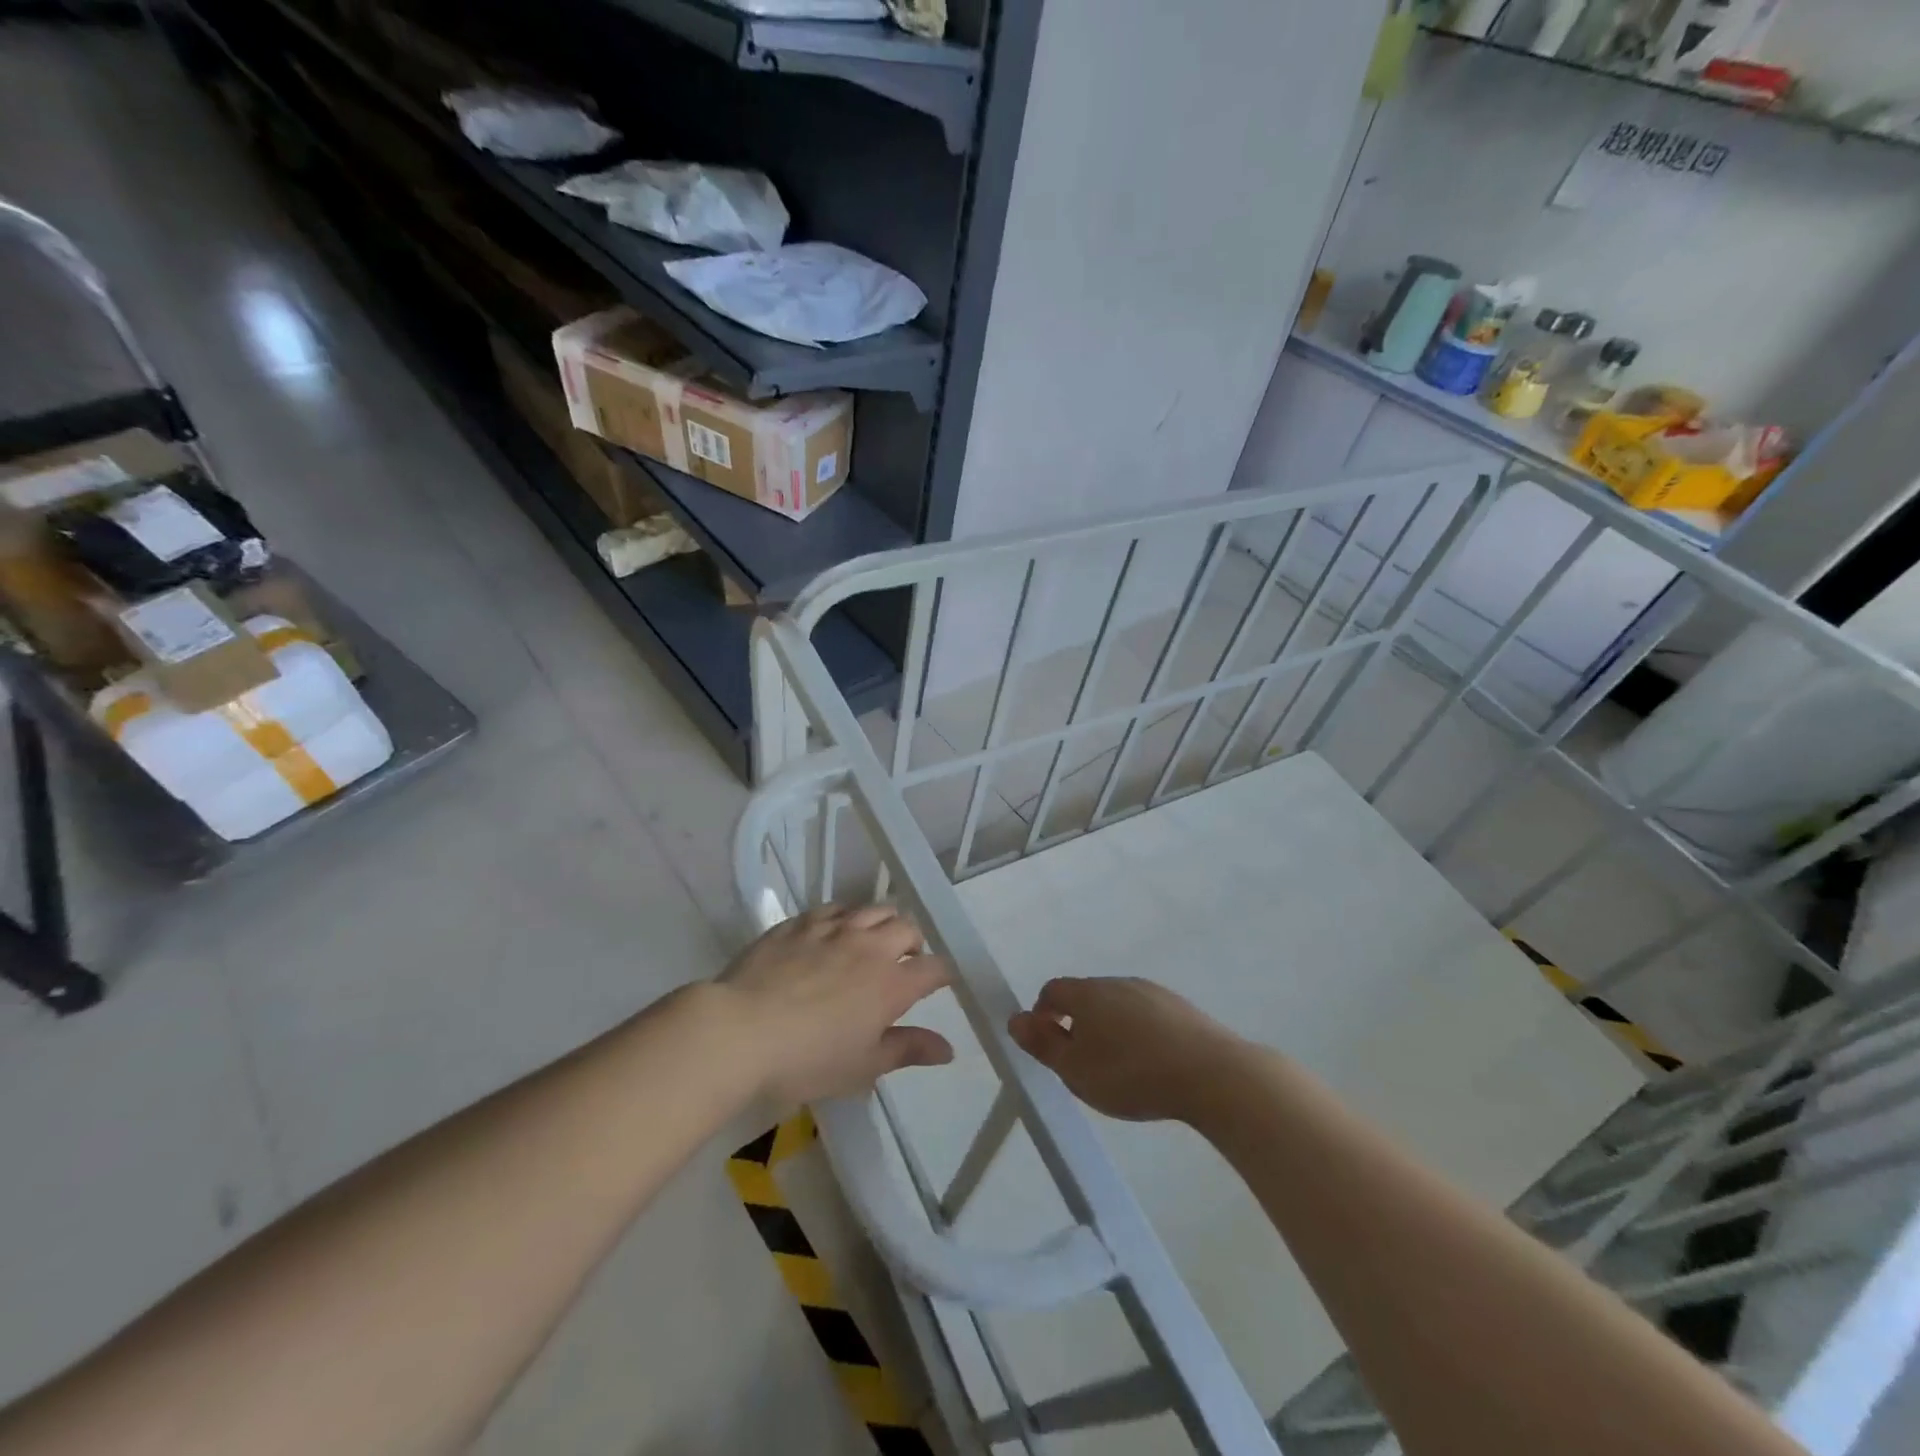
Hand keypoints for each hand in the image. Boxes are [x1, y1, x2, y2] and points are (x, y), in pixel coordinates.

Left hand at [719, 905, 953, 1107]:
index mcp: (891, 983)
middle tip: (905, 961)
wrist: (740, 1031)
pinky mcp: (800, 922)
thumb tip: (948, 1048)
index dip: (943, 974)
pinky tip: (836, 930)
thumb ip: (907, 1050)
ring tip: (874, 940)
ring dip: (883, 922)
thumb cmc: (806, 1059)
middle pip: (907, 928)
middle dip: (914, 942)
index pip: (933, 968)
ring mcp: (833, 928)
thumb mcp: (863, 1066)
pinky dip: (846, 916)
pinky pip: (834, 908)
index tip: (940, 982)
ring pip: (873, 909)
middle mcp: (869, 946)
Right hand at [1008, 977, 1241, 1123]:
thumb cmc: (1132, 1074)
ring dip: (1110, 1028)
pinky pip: (1146, 1015)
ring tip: (1120, 1069)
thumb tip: (1015, 1019)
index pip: (1052, 991)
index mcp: (1087, 993)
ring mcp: (1152, 991)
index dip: (1042, 1015)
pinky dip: (1139, 1033)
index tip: (1049, 1047)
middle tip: (1083, 1064)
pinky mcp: (1180, 1007)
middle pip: (1086, 996)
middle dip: (1077, 1024)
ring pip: (1117, 1005)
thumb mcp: (1076, 1071)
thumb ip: (1043, 1045)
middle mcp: (1117, 982)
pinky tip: (1152, 1064)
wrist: (1211, 1074)